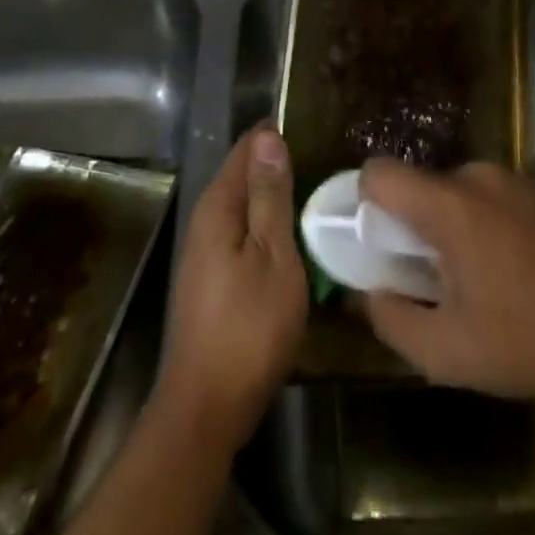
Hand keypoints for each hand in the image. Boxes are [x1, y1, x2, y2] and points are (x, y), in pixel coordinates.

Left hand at [155, 124, 306, 452]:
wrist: (208, 404)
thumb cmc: (249, 327)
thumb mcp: (272, 255)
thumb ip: (270, 195)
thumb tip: (268, 136)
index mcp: (218, 205)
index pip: (247, 148)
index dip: (279, 135)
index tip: (318, 131)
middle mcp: (206, 218)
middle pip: (244, 174)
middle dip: (280, 164)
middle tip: (329, 163)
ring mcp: (206, 249)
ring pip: (246, 205)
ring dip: (277, 197)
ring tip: (321, 194)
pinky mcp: (213, 275)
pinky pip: (244, 231)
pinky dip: (269, 225)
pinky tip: (296, 237)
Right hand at [360, 160, 534, 400]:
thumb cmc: (526, 341)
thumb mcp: (446, 352)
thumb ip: (391, 320)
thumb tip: (369, 294)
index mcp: (449, 207)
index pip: (379, 173)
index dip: (364, 203)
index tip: (377, 245)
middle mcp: (476, 178)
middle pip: (417, 185)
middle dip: (410, 224)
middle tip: (427, 276)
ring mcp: (511, 180)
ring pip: (451, 191)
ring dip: (446, 225)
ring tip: (472, 278)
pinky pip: (484, 196)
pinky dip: (478, 222)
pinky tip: (505, 269)